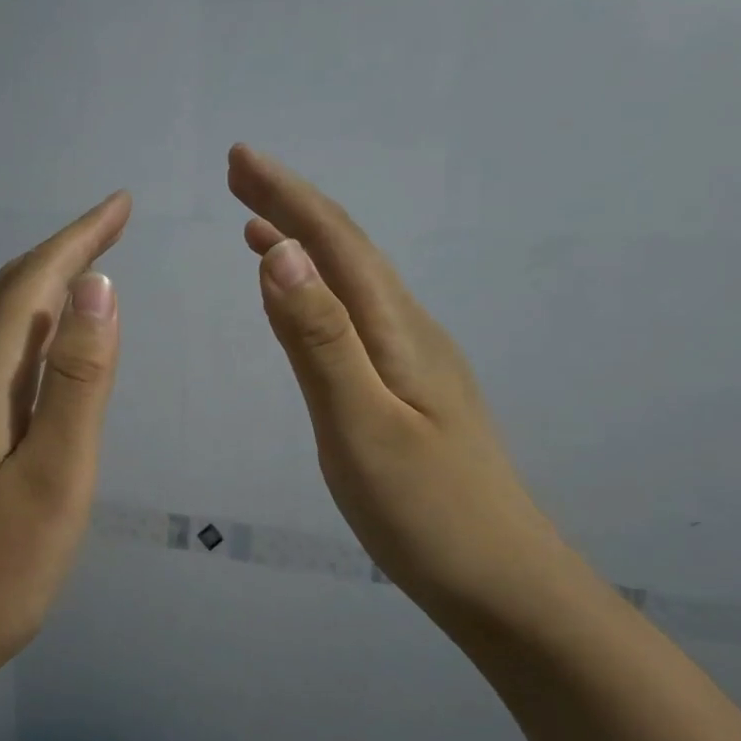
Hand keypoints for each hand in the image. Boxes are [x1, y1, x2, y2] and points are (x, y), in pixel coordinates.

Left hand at [0, 193, 131, 673]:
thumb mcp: (54, 475)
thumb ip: (77, 381)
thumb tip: (97, 289)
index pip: (31, 284)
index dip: (78, 239)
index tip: (120, 204)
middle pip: (9, 296)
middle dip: (63, 254)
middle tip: (114, 226)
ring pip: (0, 329)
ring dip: (46, 291)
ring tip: (91, 272)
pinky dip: (33, 336)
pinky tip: (51, 350)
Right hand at [227, 145, 563, 617]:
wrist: (501, 582)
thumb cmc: (424, 511)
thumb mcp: (360, 424)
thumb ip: (319, 339)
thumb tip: (281, 253)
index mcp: (398, 331)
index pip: (337, 243)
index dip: (287, 196)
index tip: (240, 158)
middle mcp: (410, 332)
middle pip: (348, 252)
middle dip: (292, 207)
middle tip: (239, 177)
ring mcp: (413, 362)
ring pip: (352, 284)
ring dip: (305, 247)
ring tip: (257, 225)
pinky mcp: (408, 391)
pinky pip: (354, 318)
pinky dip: (318, 292)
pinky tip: (303, 303)